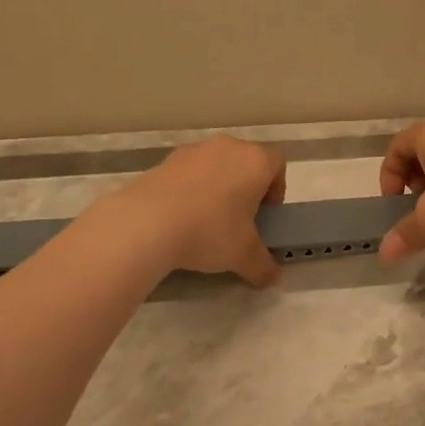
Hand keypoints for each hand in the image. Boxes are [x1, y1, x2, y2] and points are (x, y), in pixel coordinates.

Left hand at [113, 136, 287, 286]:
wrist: (147, 222)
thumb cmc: (210, 231)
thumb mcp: (243, 256)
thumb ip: (263, 266)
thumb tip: (272, 278)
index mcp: (255, 161)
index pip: (277, 163)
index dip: (277, 188)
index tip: (266, 214)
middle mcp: (227, 147)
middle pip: (246, 162)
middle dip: (246, 188)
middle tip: (240, 220)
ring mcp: (193, 150)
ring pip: (216, 165)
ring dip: (217, 187)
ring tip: (207, 221)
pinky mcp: (165, 161)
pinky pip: (188, 173)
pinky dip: (190, 190)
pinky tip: (181, 217)